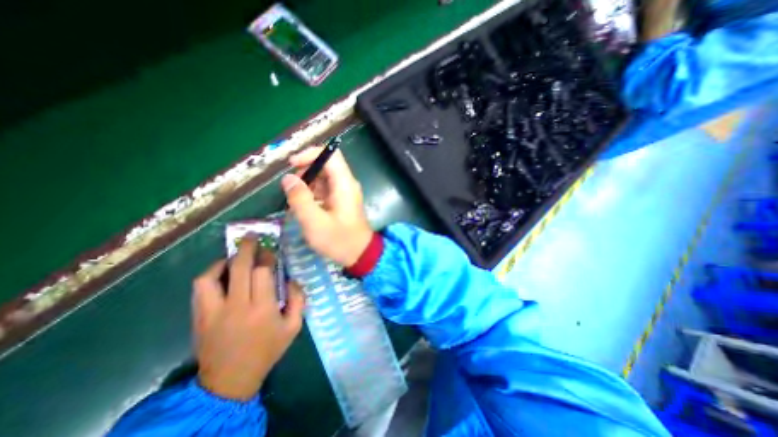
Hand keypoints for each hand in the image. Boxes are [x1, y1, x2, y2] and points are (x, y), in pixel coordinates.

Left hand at [191, 237, 302, 401]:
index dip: (268, 257)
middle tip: (252, 236)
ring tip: (235, 257)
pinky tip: (220, 273)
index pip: (263, 272)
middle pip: (240, 268)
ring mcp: (214, 311)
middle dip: (247, 248)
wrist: (230, 379)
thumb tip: (292, 279)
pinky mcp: (200, 316)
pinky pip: (200, 288)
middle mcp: (238, 306)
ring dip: (225, 261)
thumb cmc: (267, 350)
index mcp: (263, 308)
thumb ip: (299, 300)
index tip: (271, 251)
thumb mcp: (294, 327)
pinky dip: (210, 274)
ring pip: (213, 276)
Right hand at [284, 147, 373, 265]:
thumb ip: (300, 198)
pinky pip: (325, 189)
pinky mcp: (342, 200)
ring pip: (324, 177)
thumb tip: (288, 178)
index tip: (291, 165)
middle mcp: (347, 184)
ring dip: (308, 183)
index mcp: (344, 184)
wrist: (360, 254)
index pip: (331, 155)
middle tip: (291, 188)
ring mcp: (345, 192)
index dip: (310, 154)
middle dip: (306, 171)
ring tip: (295, 199)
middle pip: (326, 165)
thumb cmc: (339, 240)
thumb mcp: (314, 222)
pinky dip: (313, 192)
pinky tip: (304, 206)